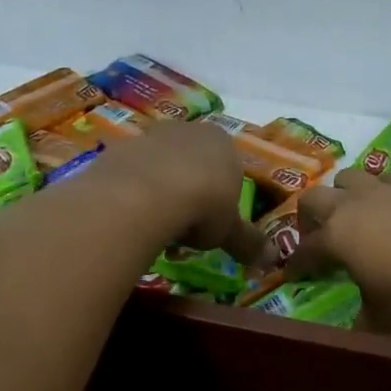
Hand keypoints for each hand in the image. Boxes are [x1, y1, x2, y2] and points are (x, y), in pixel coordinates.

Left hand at [91, 120, 262, 260]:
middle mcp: (187, 131)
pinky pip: (131, 174)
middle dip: (189, 189)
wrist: (145, 194)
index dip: (222, 195)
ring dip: (160, 191)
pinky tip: (132, 217)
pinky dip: (133, 193)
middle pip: (192, 161)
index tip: (214, 221)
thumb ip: (248, 242)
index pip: (228, 166)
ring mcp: (149, 136)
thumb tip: (272, 260)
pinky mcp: (118, 149)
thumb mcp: (230, 231)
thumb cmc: (202, 206)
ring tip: (157, 226)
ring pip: (159, 165)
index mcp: (222, 142)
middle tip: (186, 226)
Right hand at [286, 169, 390, 329]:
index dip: (296, 264)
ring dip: (345, 194)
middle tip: (317, 237)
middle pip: (315, 198)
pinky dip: (386, 191)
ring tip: (356, 214)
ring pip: (351, 178)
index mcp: (337, 236)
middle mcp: (355, 205)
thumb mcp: (388, 316)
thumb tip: (357, 331)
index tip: (291, 275)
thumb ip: (366, 320)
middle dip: (309, 217)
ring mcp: (388, 189)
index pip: (305, 249)